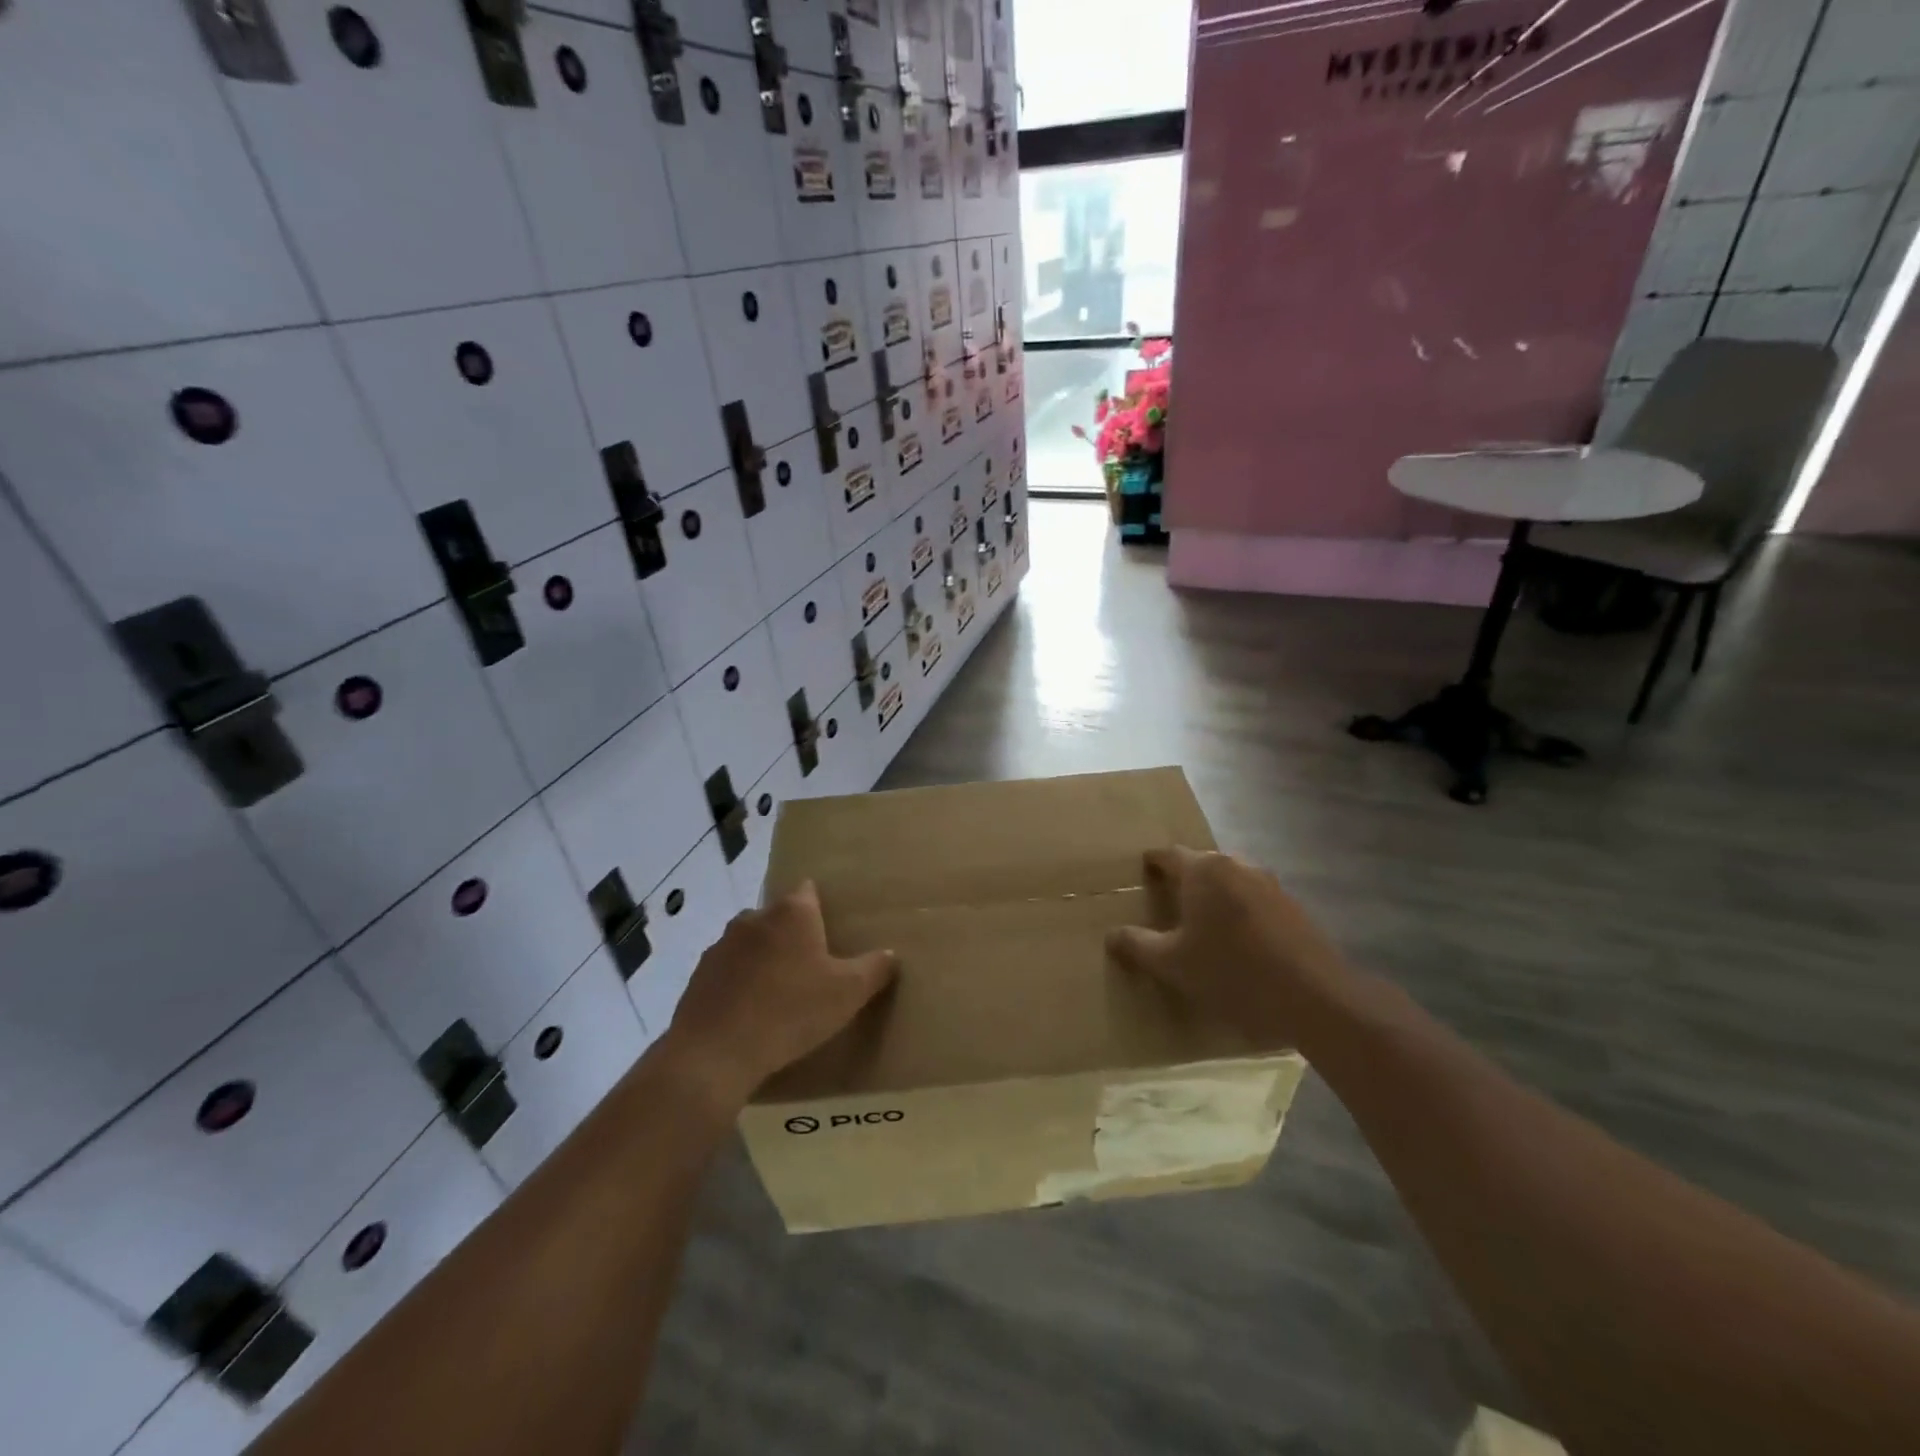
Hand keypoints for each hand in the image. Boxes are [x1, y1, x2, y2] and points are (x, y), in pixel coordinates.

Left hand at [661, 882, 897, 1110]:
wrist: (715, 1053)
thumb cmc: (791, 1011)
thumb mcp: (848, 993)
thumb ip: (875, 968)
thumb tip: (890, 954)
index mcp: (792, 913)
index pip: (809, 890)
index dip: (821, 906)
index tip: (832, 928)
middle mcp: (754, 917)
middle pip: (779, 916)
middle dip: (793, 935)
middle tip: (812, 967)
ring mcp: (722, 944)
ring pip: (751, 942)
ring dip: (764, 959)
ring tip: (780, 993)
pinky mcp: (699, 974)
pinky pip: (728, 970)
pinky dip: (739, 983)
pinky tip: (750, 1013)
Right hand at [1105, 847, 1350, 1046]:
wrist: (1313, 997)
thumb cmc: (1231, 972)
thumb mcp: (1172, 964)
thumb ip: (1137, 945)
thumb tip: (1112, 935)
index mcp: (1203, 870)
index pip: (1169, 855)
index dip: (1153, 862)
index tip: (1142, 871)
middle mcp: (1236, 865)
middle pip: (1202, 864)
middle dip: (1184, 878)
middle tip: (1168, 899)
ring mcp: (1269, 883)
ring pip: (1231, 879)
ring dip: (1215, 894)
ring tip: (1202, 920)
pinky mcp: (1293, 906)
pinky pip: (1254, 898)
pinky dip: (1240, 909)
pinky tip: (1237, 938)